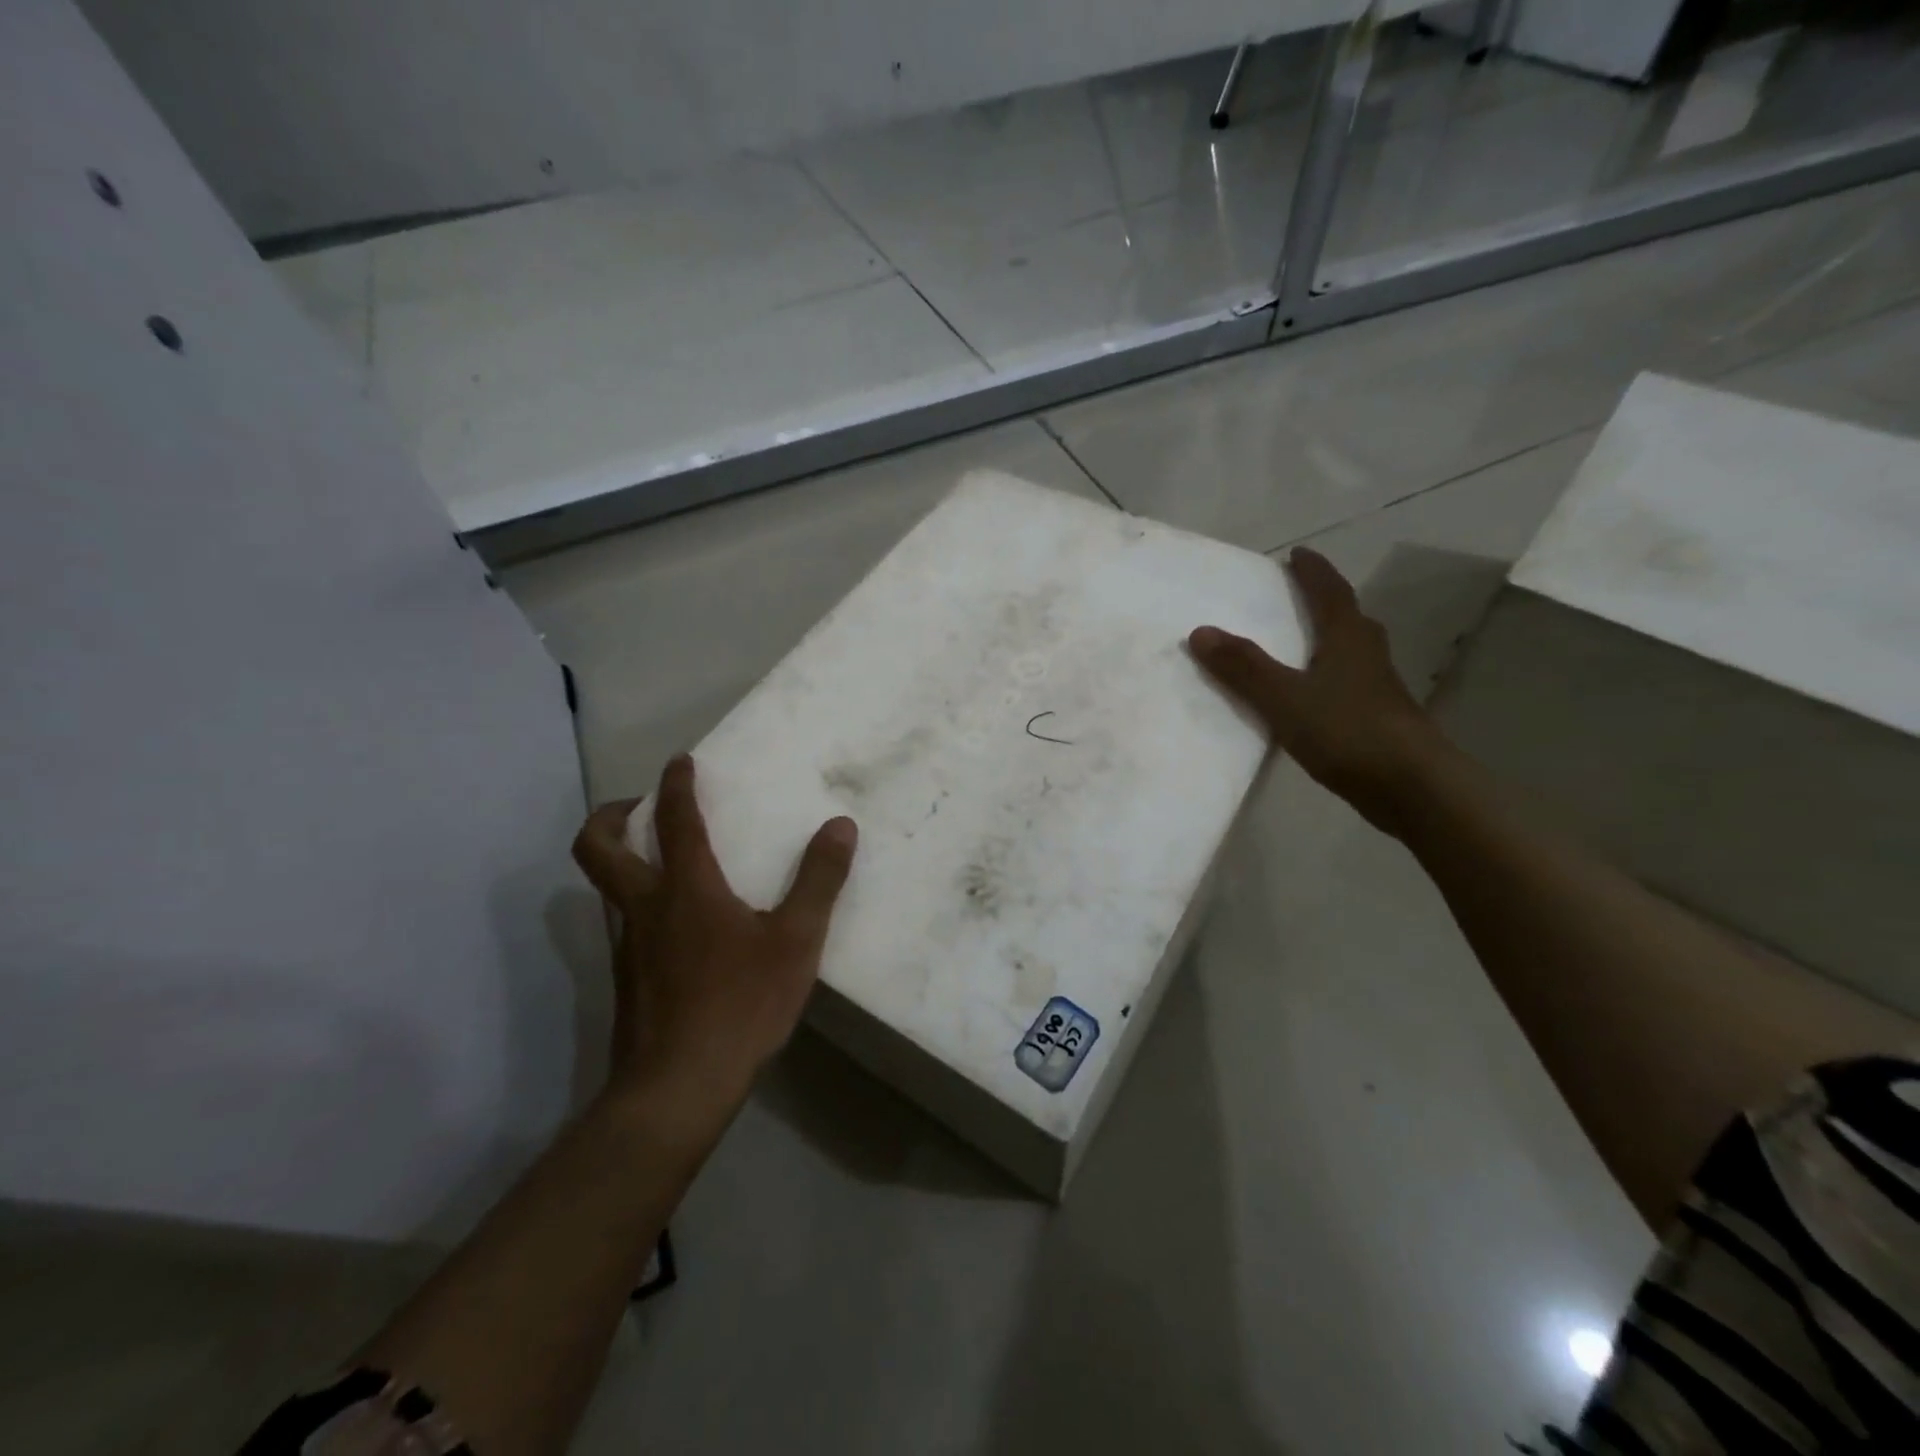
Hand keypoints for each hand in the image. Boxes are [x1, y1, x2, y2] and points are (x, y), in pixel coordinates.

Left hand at [570, 755, 857, 1124]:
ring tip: (663, 862)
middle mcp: (645, 908)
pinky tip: (678, 929)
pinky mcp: (625, 981)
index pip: (675, 820)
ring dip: (623, 860)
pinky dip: (641, 905)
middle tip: (636, 806)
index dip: (676, 785)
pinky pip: (624, 925)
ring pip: (606, 888)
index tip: (680, 761)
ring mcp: (627, 947)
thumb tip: (840, 826)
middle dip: (610, 816)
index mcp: (686, 889)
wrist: (676, 1088)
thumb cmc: (740, 1005)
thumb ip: (819, 880)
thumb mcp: (796, 942)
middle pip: (598, 849)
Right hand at [1189, 547, 1449, 834]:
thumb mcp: (1284, 698)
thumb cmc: (1348, 731)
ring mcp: (1378, 688)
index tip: (1297, 553)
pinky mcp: (1379, 719)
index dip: (1312, 571)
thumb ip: (1243, 667)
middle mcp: (1368, 655)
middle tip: (1297, 595)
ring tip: (1301, 642)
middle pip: (1347, 617)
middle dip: (1323, 602)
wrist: (1412, 786)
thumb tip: (1200, 630)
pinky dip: (1328, 677)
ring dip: (1328, 639)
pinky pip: (1347, 683)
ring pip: (1351, 651)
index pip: (1330, 592)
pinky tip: (1312, 696)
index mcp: (1348, 638)